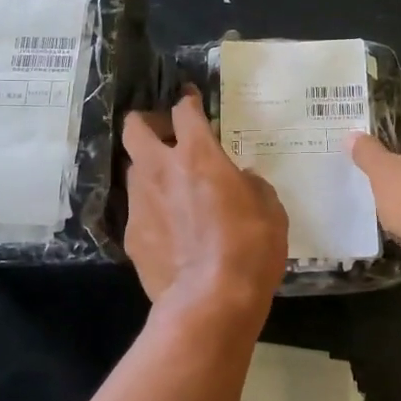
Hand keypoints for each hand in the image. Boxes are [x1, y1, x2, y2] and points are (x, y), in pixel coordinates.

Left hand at [122, 89, 288, 322]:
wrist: (211, 299)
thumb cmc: (250, 247)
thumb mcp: (269, 208)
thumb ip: (251, 185)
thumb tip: (240, 181)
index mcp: (198, 154)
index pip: (184, 111)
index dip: (187, 102)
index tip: (190, 100)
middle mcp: (160, 170)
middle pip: (135, 129)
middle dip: (147, 124)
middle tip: (166, 135)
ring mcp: (140, 203)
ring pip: (133, 170)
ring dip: (149, 170)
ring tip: (170, 188)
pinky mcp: (131, 236)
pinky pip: (138, 211)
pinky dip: (152, 211)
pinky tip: (169, 230)